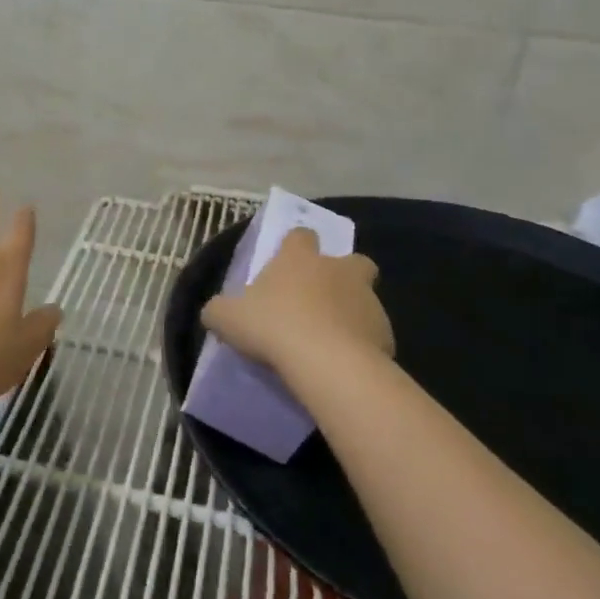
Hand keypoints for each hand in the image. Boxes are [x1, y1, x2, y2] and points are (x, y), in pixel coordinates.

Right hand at [201, 227, 392, 381]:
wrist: (326, 363)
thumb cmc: (272, 327)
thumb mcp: (227, 318)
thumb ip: (219, 310)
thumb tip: (214, 312)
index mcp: (299, 258)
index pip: (301, 236)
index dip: (296, 247)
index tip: (287, 263)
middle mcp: (338, 270)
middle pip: (352, 260)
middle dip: (343, 273)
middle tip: (324, 298)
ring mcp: (366, 299)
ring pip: (365, 297)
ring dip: (352, 311)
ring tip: (332, 339)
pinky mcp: (385, 332)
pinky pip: (373, 333)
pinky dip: (363, 343)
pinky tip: (346, 363)